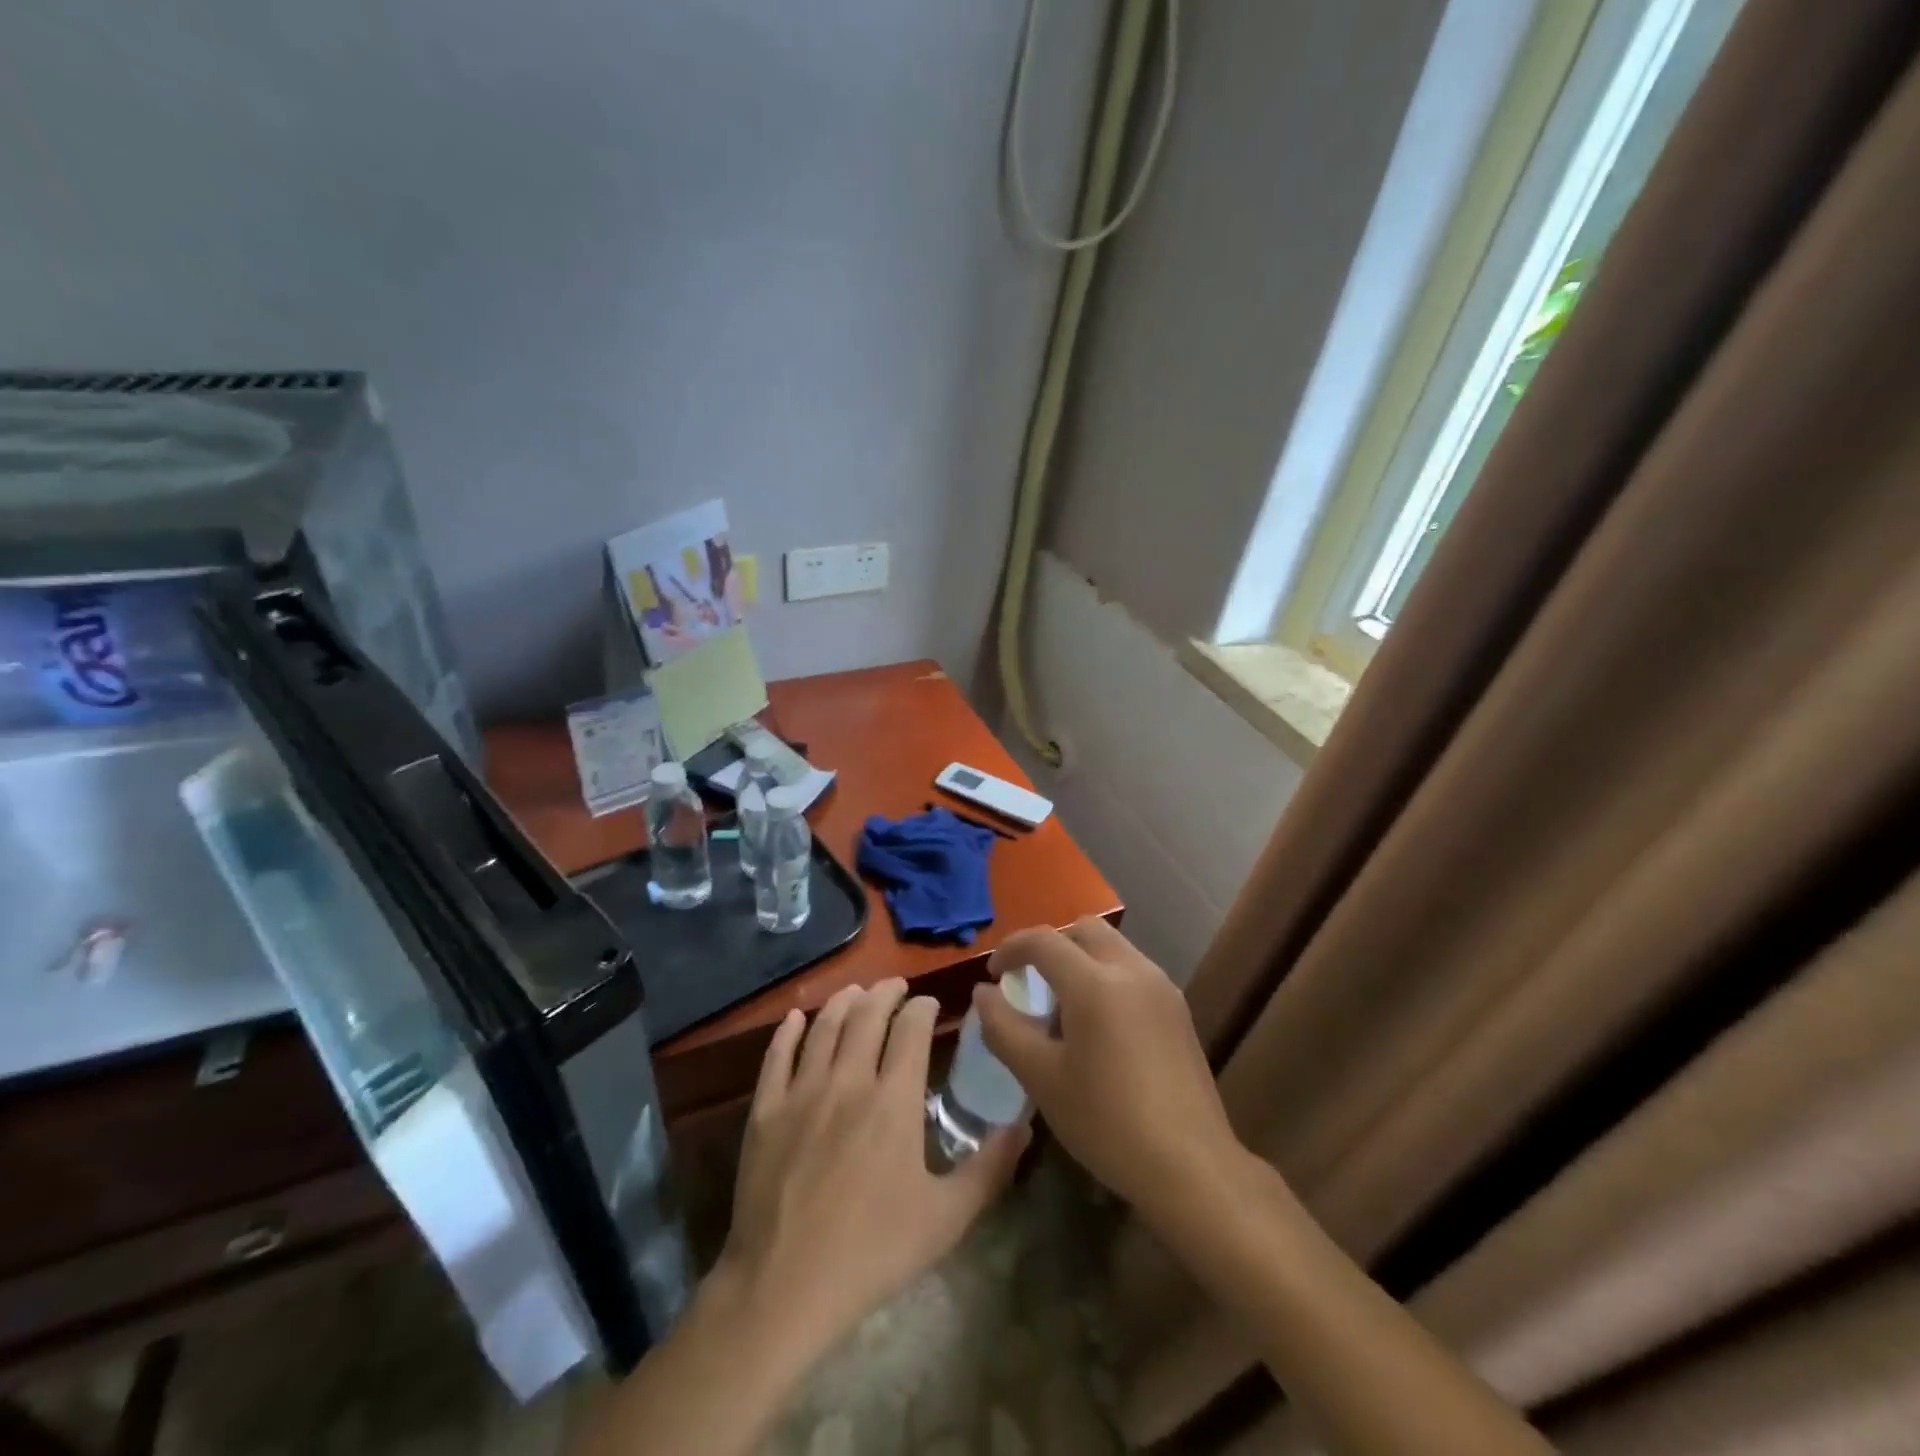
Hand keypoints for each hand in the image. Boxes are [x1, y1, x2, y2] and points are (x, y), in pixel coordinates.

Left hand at [713, 979, 1028, 1368]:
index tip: (930, 1003)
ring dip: (843, 1002)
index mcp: (893, 1100)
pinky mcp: (765, 1110)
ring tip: (855, 991)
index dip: (922, 1008)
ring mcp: (802, 1091)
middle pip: (867, 1016)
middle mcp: (848, 1080)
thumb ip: (990, 1168)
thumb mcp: (946, 1218)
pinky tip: (795, 1017)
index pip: (911, 1030)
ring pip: (824, 1027)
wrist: (784, 1287)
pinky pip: (777, 1055)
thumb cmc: (872, 1252)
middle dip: (885, 993)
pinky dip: (788, 1030)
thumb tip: (1025, 1124)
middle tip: (896, 986)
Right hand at [974, 918, 1239, 1227]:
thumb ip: (1004, 1028)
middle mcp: (1132, 970)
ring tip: (1062, 1007)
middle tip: (1029, 982)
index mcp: (1095, 983)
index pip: (1044, 940)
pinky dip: (1106, 977)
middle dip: (1051, 946)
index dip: (1011, 949)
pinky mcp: (1178, 1009)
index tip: (994, 974)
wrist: (1192, 1168)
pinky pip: (1132, 971)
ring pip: (1112, 948)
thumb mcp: (1041, 1079)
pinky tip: (1098, 1026)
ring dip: (1081, 960)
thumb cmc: (1107, 1123)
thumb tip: (983, 993)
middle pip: (1084, 930)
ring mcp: (1162, 988)